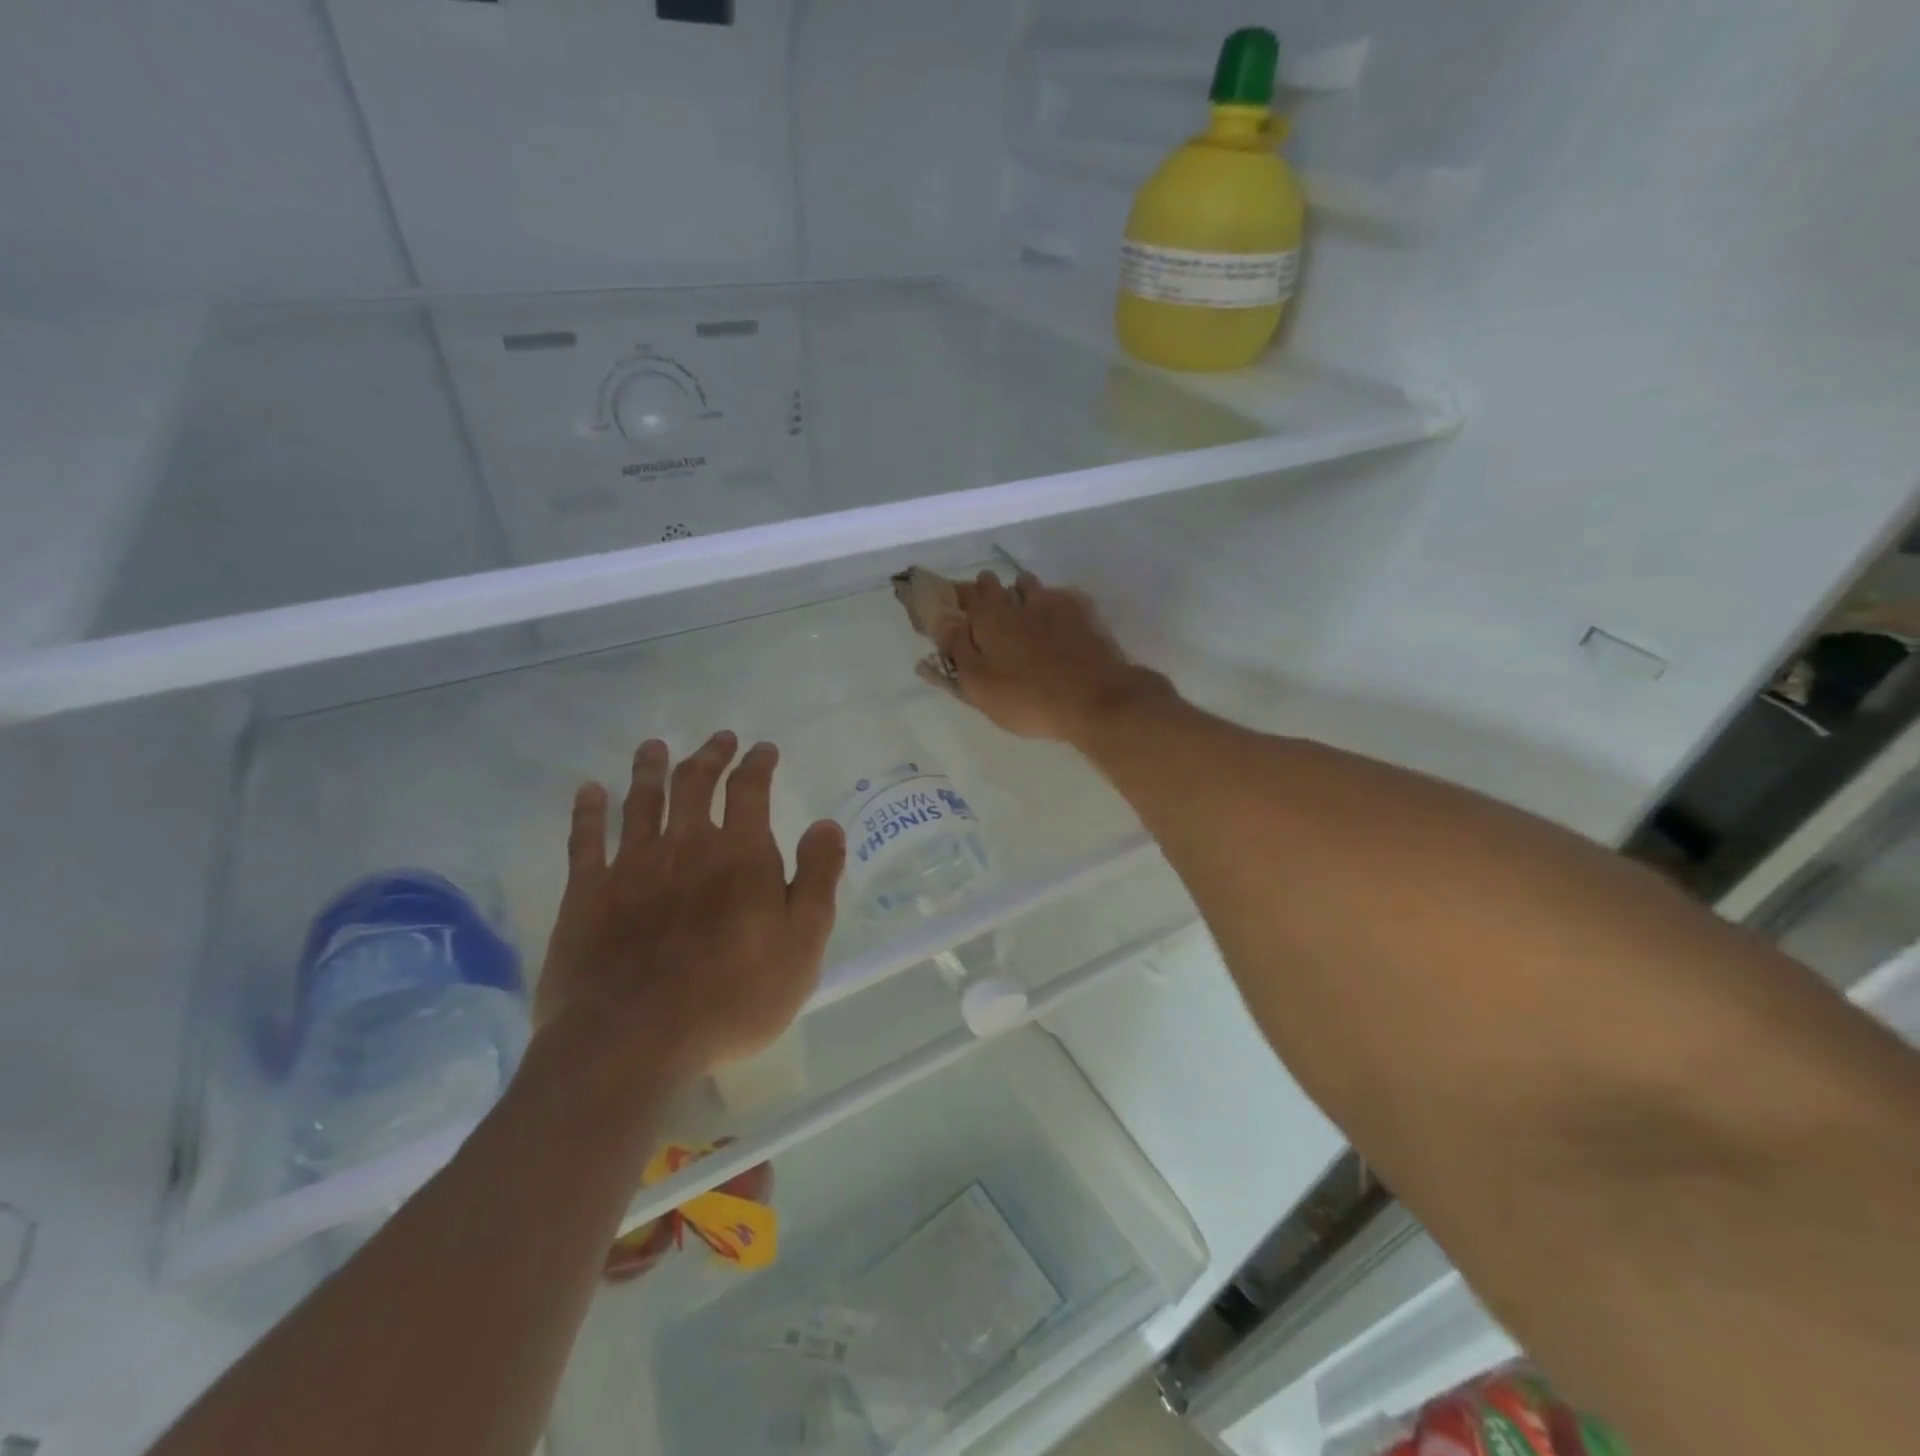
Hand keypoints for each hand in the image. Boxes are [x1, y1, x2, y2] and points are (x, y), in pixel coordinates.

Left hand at [532, 732, 844, 1093]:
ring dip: (650, 769)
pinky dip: (588, 810)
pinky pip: (586, 839)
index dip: (758, 764)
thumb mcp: (801, 944)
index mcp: (741, 855)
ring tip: (654, 747)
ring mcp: (632, 866)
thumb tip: (827, 824)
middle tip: (718, 739)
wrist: (633, 1043)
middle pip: (695, 784)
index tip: (763, 749)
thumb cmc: (733, 998)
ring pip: (641, 801)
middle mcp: (686, 846)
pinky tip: (589, 790)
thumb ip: (817, 879)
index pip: (751, 790)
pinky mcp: (587, 894)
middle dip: (709, 756)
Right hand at [936, 572, 1173, 742]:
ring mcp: (1055, 605)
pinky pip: (1062, 597)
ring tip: (1021, 608)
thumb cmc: (1028, 699)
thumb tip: (942, 623)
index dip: (957, 597)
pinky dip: (1054, 602)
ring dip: (1021, 592)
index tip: (953, 604)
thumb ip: (958, 652)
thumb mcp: (980, 685)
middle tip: (986, 608)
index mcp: (990, 619)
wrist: (1096, 700)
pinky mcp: (1084, 615)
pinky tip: (1057, 617)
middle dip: (988, 591)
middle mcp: (1020, 602)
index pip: (966, 596)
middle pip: (997, 586)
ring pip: (1031, 587)